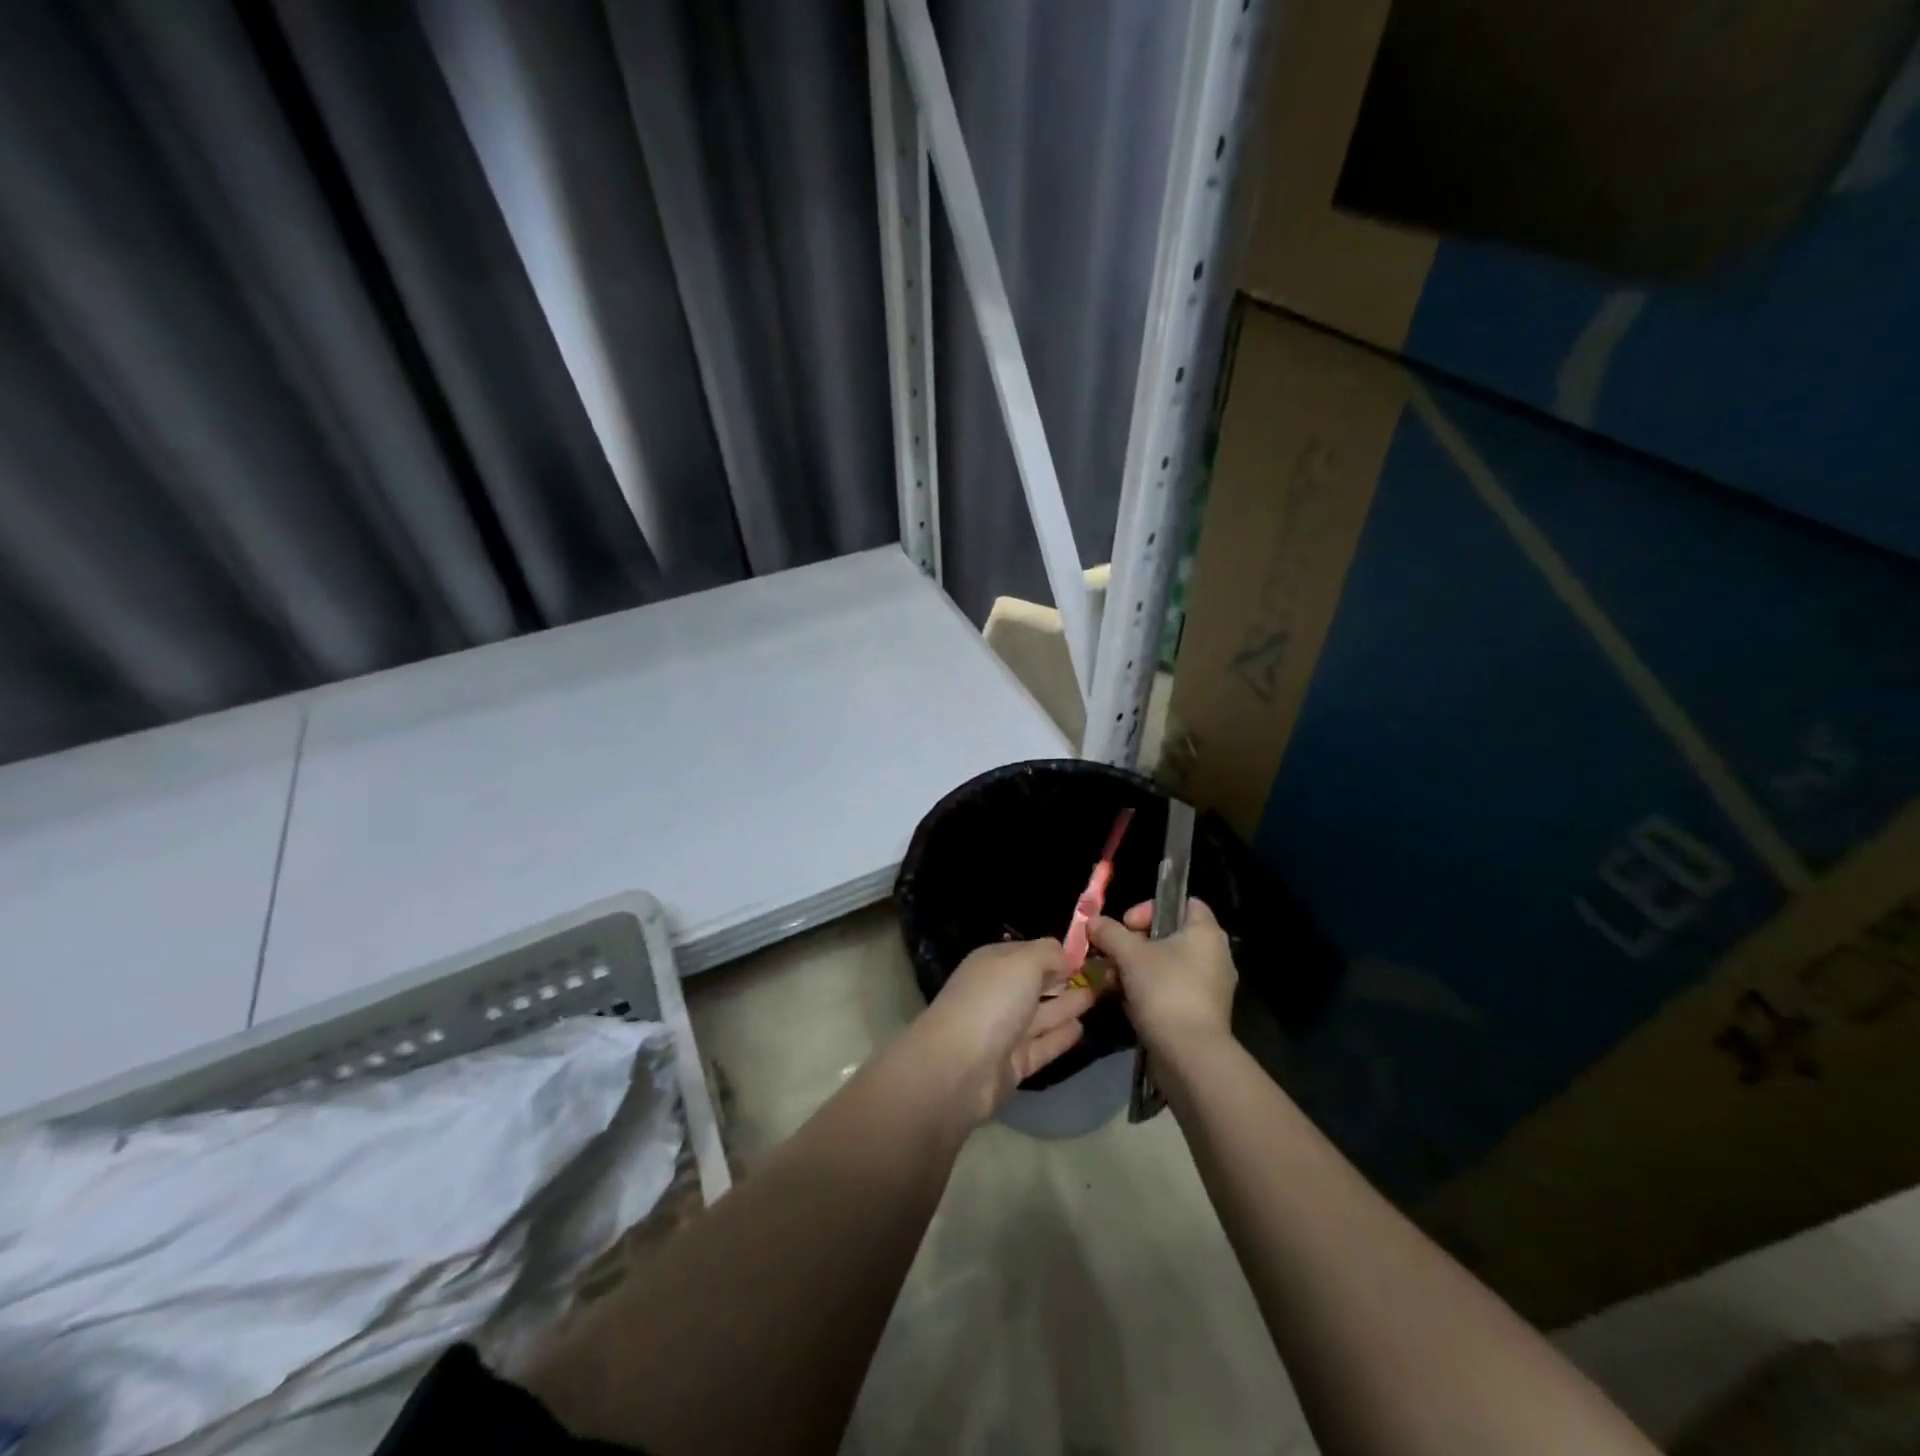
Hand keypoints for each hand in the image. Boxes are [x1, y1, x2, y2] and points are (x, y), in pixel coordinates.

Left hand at [914, 938, 1094, 1122]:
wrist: (959, 1067)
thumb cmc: (992, 1001)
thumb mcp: (1023, 962)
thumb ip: (1048, 953)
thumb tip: (1066, 954)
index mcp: (993, 964)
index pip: (1029, 952)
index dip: (1057, 952)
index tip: (1089, 952)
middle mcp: (997, 994)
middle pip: (1036, 983)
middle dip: (1064, 978)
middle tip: (1102, 975)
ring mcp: (1004, 1031)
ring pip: (1041, 1014)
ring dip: (1067, 1005)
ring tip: (1098, 996)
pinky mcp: (1012, 1064)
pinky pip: (1042, 1045)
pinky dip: (1060, 1037)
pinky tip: (1082, 1028)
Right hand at [1088, 898, 1235, 1056]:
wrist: (1190, 1055)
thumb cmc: (1165, 990)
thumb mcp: (1129, 954)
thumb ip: (1110, 932)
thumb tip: (1093, 921)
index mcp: (1206, 933)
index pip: (1184, 902)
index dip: (1151, 907)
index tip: (1127, 925)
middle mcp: (1214, 955)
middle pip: (1168, 936)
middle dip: (1134, 944)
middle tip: (1112, 955)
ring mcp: (1210, 987)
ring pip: (1166, 965)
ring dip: (1135, 969)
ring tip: (1112, 982)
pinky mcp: (1202, 1013)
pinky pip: (1171, 990)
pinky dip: (1148, 991)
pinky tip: (1126, 1002)